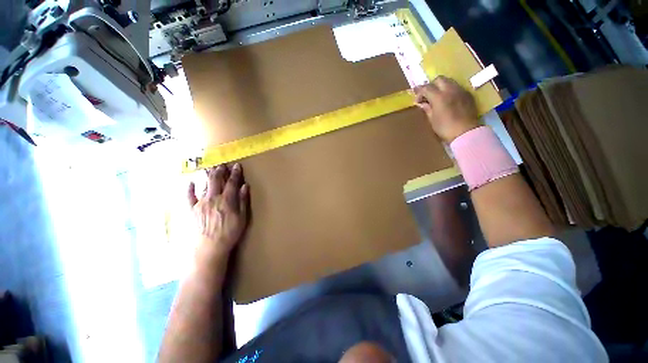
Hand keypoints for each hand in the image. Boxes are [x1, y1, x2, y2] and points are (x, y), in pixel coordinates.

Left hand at [187, 164, 249, 259]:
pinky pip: (188, 197)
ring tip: (211, 168)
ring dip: (208, 176)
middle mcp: (213, 198)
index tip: (237, 165)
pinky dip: (189, 189)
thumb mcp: (242, 217)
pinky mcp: (191, 210)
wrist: (210, 247)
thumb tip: (245, 186)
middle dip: (220, 171)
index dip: (235, 173)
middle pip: (217, 180)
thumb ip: (242, 200)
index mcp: (227, 200)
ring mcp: (200, 203)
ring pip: (204, 185)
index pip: (232, 183)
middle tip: (223, 165)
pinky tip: (190, 182)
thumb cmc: (229, 233)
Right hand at [414, 76, 479, 142]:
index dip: (419, 92)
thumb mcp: (432, 120)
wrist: (466, 132)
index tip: (416, 99)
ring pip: (449, 81)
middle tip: (427, 96)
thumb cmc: (445, 128)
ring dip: (441, 86)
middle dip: (431, 85)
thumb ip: (427, 109)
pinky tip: (448, 99)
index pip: (426, 87)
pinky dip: (450, 90)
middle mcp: (450, 90)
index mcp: (439, 97)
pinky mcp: (468, 94)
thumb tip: (422, 103)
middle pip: (439, 79)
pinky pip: (456, 87)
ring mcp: (461, 90)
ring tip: (437, 97)